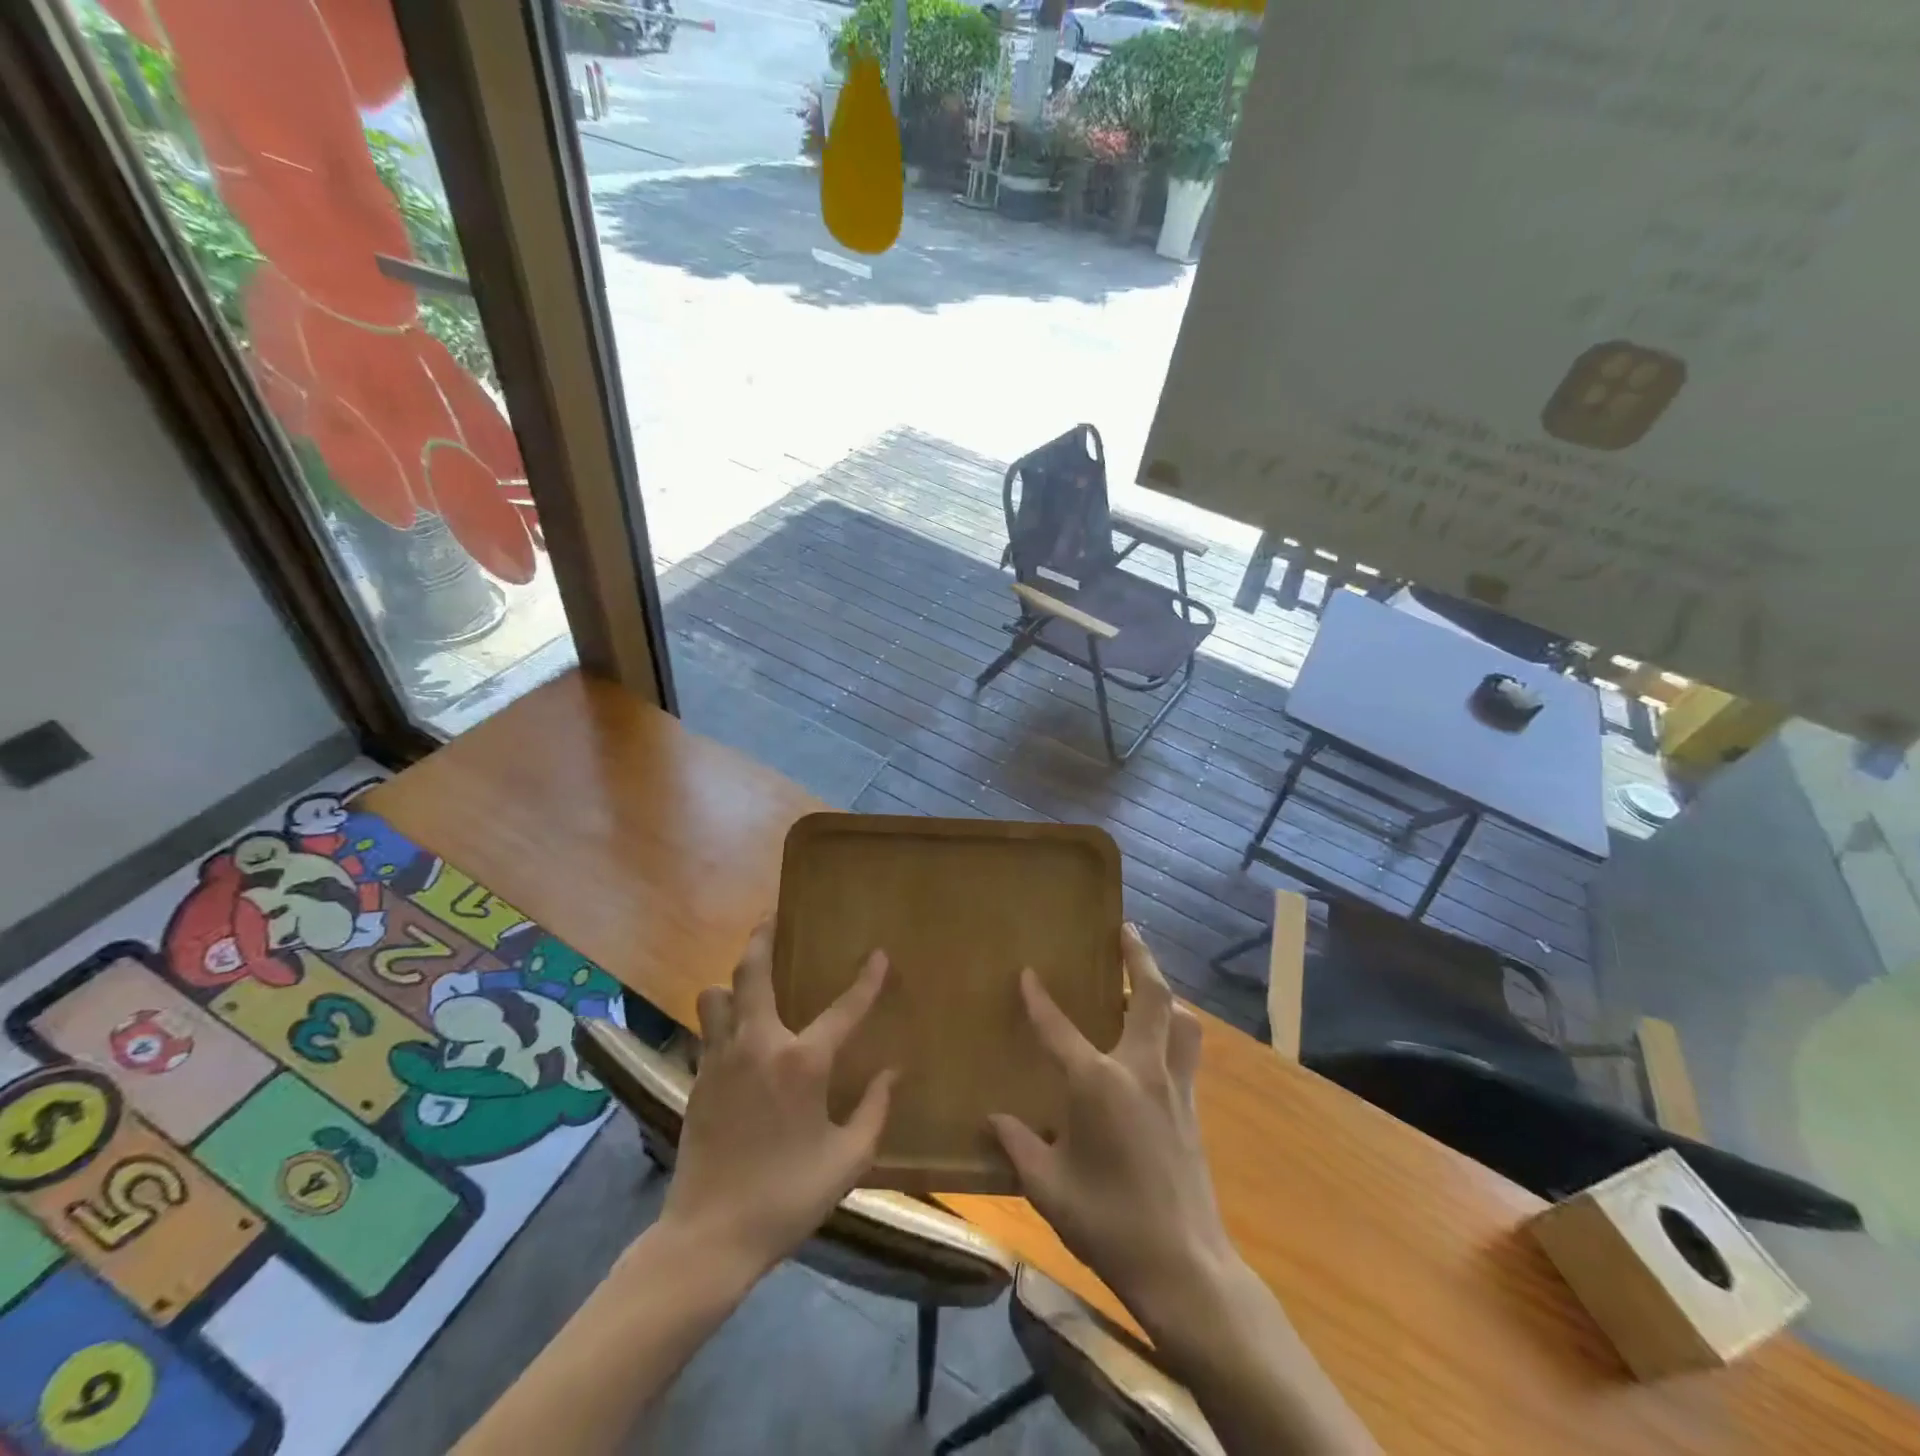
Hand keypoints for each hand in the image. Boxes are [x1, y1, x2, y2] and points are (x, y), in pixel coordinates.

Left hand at [660, 922, 896, 1278]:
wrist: (708, 1237)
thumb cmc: (786, 1197)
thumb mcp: (847, 1161)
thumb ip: (874, 1111)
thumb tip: (894, 1072)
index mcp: (802, 1062)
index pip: (843, 1008)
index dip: (866, 980)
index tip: (878, 955)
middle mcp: (758, 1045)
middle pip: (752, 972)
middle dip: (762, 938)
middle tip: (771, 917)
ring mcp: (721, 1059)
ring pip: (716, 996)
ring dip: (732, 983)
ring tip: (750, 984)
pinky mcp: (698, 1079)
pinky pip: (708, 1030)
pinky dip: (721, 1019)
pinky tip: (735, 1034)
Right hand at [990, 924, 1232, 1324]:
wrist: (1184, 1266)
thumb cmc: (1108, 1223)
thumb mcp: (1048, 1188)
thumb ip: (1019, 1145)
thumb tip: (993, 1118)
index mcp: (1098, 1084)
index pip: (1059, 1028)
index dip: (1039, 999)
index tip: (1027, 972)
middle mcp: (1141, 1070)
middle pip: (1150, 997)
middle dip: (1138, 957)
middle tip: (1125, 929)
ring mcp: (1174, 1087)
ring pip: (1180, 1020)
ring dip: (1165, 993)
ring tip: (1146, 983)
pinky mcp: (1192, 1108)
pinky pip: (1187, 1051)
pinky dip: (1174, 1030)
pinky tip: (1160, 1043)